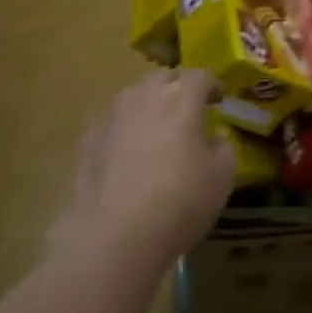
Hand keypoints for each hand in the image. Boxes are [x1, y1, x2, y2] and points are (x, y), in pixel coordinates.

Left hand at [48, 70, 233, 270]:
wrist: (113, 236)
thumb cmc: (179, 202)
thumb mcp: (222, 177)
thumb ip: (224, 148)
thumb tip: (215, 137)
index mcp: (181, 98)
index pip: (200, 76)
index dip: (212, 85)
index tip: (219, 100)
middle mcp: (144, 95)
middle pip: (163, 77)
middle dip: (178, 87)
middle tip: (188, 109)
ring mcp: (112, 115)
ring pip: (134, 95)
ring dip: (149, 103)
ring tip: (157, 128)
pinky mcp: (87, 138)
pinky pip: (112, 120)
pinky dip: (124, 126)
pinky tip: (128, 150)